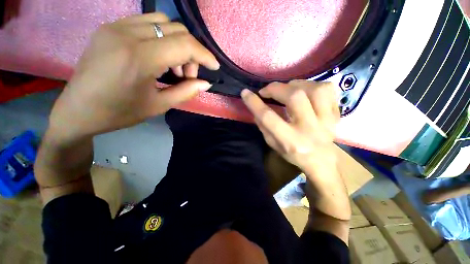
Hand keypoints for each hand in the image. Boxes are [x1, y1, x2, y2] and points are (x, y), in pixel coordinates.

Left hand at [48, 13, 219, 141]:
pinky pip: (147, 23)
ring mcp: (116, 26)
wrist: (77, 110)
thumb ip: (186, 92)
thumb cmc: (119, 113)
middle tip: (188, 75)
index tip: (214, 66)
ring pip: (164, 22)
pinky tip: (158, 57)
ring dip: (178, 44)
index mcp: (139, 58)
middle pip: (177, 30)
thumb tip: (206, 84)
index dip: (205, 55)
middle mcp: (127, 34)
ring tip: (173, 67)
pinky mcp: (110, 27)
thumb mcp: (159, 105)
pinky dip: (162, 38)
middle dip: (191, 53)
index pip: (184, 45)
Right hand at [241, 80, 339, 173]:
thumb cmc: (293, 154)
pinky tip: (305, 91)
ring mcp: (326, 120)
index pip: (269, 117)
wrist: (321, 160)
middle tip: (267, 91)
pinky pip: (328, 89)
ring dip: (296, 84)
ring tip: (287, 89)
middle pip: (294, 98)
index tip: (245, 93)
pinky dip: (314, 85)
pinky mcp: (335, 113)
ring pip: (314, 90)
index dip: (254, 103)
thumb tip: (256, 108)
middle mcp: (309, 129)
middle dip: (275, 89)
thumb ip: (263, 126)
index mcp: (290, 141)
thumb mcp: (273, 144)